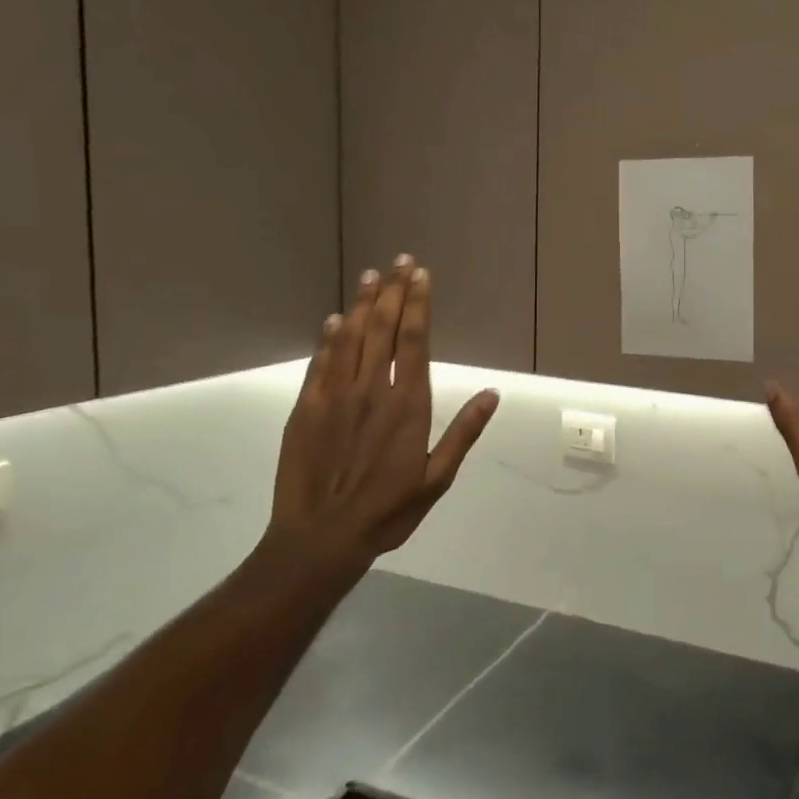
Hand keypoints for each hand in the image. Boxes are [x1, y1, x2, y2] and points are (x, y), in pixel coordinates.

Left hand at [263, 256, 499, 585]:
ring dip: (363, 305)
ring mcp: (335, 396)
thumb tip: (492, 394)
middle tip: (400, 261)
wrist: (322, 537)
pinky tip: (336, 319)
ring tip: (372, 276)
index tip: (421, 276)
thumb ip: (463, 432)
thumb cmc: (388, 511)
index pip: (414, 341)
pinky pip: (321, 363)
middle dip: (394, 292)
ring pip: (351, 338)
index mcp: (407, 405)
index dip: (418, 305)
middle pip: (383, 330)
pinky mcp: (306, 409)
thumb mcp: (437, 479)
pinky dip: (329, 338)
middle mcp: (371, 390)